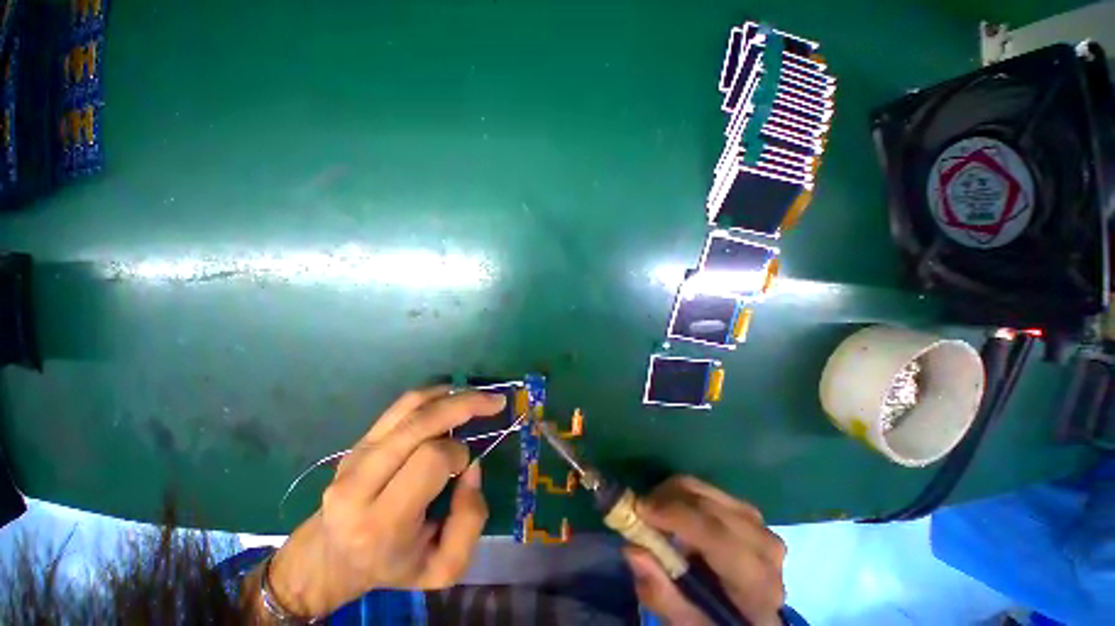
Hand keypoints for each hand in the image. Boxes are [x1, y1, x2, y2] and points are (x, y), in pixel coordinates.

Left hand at [255, 387, 505, 618]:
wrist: (334, 556)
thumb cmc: (393, 565)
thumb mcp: (442, 568)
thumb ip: (470, 521)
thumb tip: (472, 467)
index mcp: (381, 521)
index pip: (431, 460)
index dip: (459, 455)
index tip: (466, 467)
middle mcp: (360, 482)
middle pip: (420, 423)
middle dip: (465, 405)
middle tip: (496, 402)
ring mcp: (355, 455)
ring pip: (411, 406)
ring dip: (452, 395)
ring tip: (479, 397)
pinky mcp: (358, 441)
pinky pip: (401, 405)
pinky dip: (433, 394)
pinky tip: (454, 395)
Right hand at [623, 476, 786, 625]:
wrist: (750, 614)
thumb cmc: (717, 621)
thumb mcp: (688, 622)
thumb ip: (662, 594)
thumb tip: (632, 549)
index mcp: (757, 584)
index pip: (717, 537)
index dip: (676, 516)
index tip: (639, 509)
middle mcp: (765, 547)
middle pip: (707, 506)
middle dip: (666, 501)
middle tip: (639, 512)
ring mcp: (759, 524)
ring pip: (704, 490)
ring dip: (672, 495)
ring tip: (655, 515)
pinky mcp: (747, 510)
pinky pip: (706, 488)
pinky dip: (682, 494)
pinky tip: (674, 513)